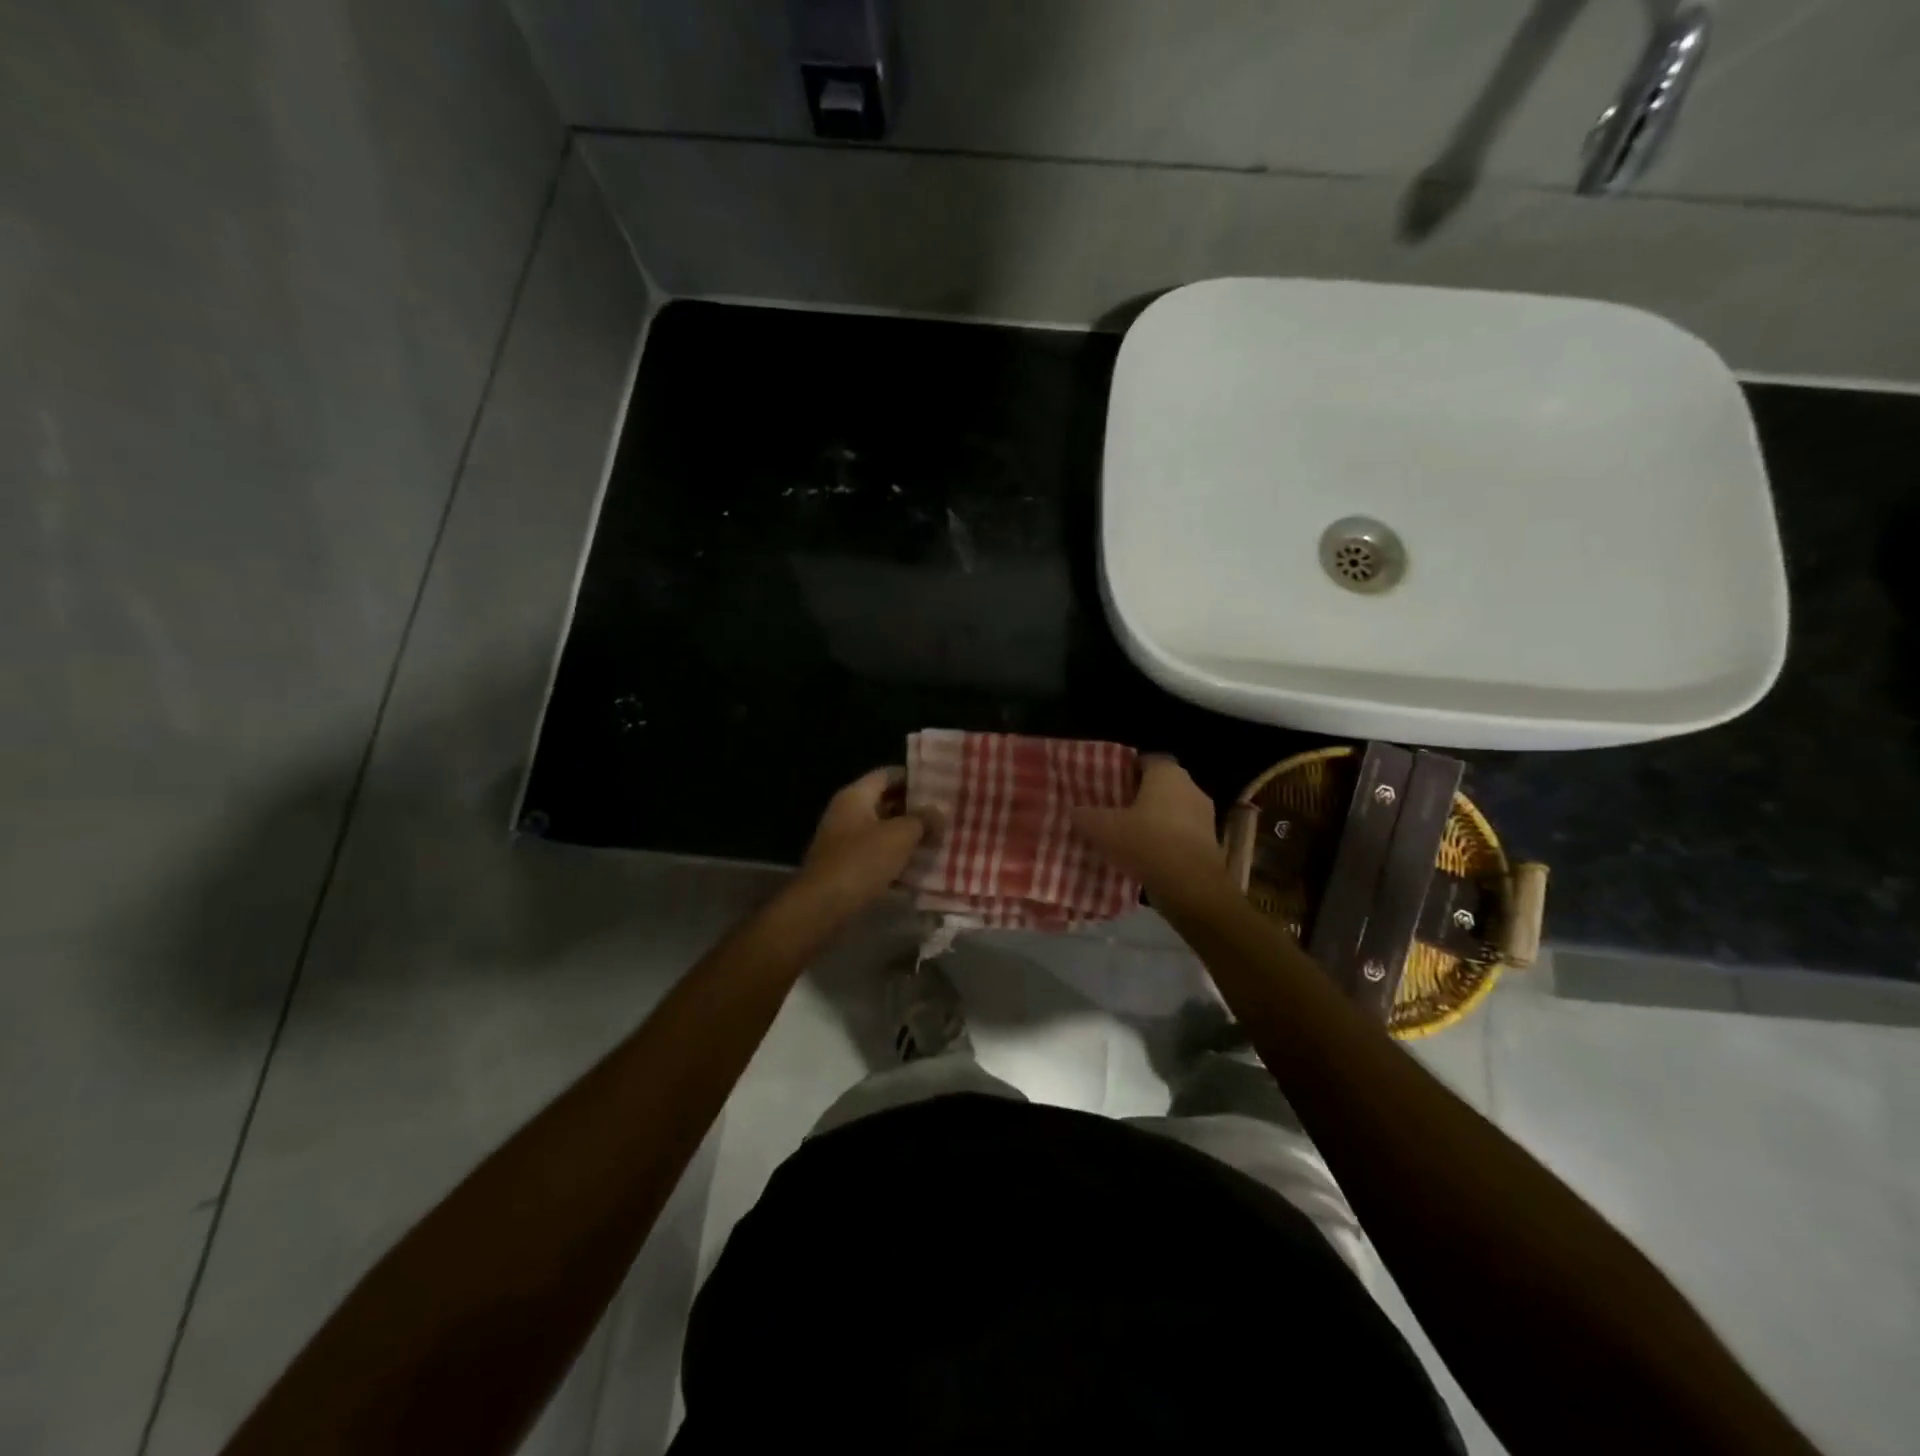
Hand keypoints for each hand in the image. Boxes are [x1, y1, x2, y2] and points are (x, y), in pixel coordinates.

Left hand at [797, 768, 939, 910]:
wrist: (822, 907)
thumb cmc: (861, 861)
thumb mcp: (900, 836)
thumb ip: (922, 820)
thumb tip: (938, 813)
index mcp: (855, 796)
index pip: (888, 774)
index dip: (914, 778)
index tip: (940, 786)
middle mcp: (847, 813)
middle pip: (885, 802)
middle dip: (915, 810)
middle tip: (945, 816)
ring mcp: (844, 841)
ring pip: (883, 831)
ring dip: (908, 836)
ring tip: (939, 841)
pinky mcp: (847, 867)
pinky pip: (877, 855)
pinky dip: (896, 859)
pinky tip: (920, 868)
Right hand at [1071, 756, 1227, 895]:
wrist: (1190, 885)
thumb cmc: (1146, 842)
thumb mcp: (1103, 829)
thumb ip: (1085, 816)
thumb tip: (1074, 811)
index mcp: (1167, 774)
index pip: (1146, 760)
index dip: (1127, 771)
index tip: (1110, 784)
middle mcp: (1191, 788)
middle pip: (1161, 786)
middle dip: (1140, 796)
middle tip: (1116, 810)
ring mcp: (1205, 816)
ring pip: (1173, 811)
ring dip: (1155, 821)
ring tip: (1130, 836)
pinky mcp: (1211, 843)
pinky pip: (1183, 835)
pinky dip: (1167, 841)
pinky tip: (1148, 856)